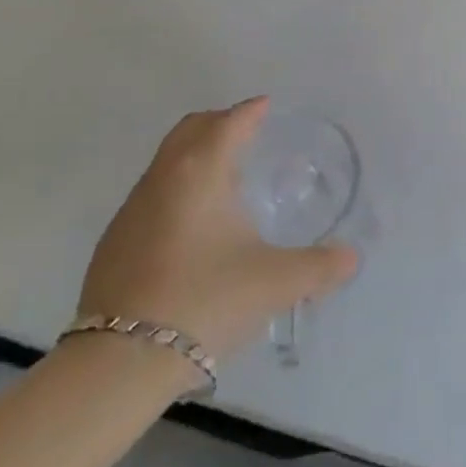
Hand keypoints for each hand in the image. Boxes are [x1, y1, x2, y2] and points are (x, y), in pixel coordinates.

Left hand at [77, 97, 358, 363]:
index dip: (251, 111)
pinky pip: (151, 193)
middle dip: (219, 122)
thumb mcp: (275, 283)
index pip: (230, 122)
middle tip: (245, 132)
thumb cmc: (206, 300)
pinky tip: (190, 226)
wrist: (121, 360)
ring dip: (194, 155)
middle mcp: (163, 176)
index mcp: (202, 170)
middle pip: (191, 128)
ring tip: (222, 179)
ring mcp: (132, 208)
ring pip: (167, 160)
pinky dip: (175, 188)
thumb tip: (351, 258)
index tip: (265, 105)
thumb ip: (319, 267)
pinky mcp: (114, 240)